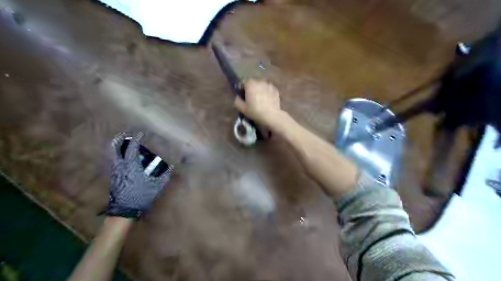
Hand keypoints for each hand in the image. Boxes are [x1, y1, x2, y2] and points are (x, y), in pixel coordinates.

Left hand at [107, 132, 170, 218]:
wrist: (124, 210)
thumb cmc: (141, 195)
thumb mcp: (156, 185)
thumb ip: (164, 174)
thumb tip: (172, 166)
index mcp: (131, 165)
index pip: (132, 147)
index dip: (136, 139)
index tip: (141, 134)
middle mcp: (121, 166)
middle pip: (115, 149)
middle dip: (119, 140)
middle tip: (123, 135)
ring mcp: (115, 172)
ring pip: (113, 156)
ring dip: (116, 148)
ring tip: (122, 145)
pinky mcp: (113, 178)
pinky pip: (114, 162)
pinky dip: (117, 157)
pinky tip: (123, 159)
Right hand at [234, 78, 282, 126]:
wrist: (271, 116)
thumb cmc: (255, 111)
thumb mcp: (242, 108)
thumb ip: (237, 100)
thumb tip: (237, 97)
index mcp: (250, 83)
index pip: (243, 82)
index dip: (242, 88)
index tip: (242, 95)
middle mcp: (260, 81)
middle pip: (253, 82)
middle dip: (251, 88)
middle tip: (251, 97)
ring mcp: (269, 85)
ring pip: (262, 85)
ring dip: (259, 89)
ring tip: (260, 98)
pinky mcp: (275, 89)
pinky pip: (269, 89)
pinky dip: (267, 92)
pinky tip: (267, 100)